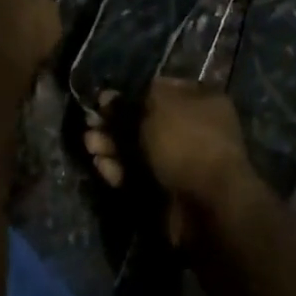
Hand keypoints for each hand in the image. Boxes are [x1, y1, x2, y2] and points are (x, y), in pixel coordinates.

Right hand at [83, 77, 253, 245]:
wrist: (207, 205)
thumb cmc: (186, 142)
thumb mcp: (157, 107)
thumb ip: (132, 101)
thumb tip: (113, 98)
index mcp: (202, 101)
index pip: (161, 90)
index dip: (131, 94)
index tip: (104, 99)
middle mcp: (194, 129)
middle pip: (146, 121)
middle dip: (115, 122)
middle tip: (90, 123)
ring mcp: (182, 163)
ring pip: (139, 149)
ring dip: (112, 145)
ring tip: (89, 144)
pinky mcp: (168, 192)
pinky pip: (140, 175)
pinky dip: (120, 169)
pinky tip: (100, 165)